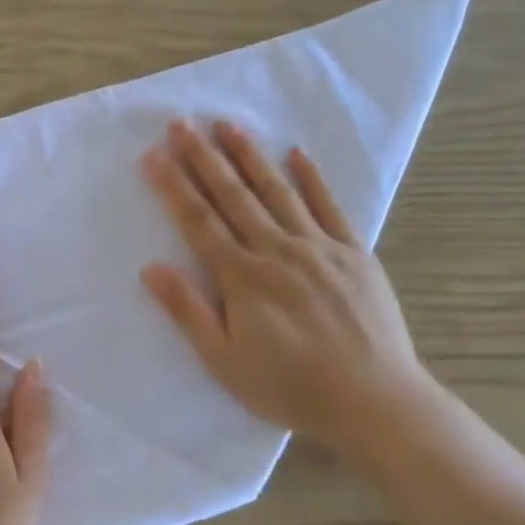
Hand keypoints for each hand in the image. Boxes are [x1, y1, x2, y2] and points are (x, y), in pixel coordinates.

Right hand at [139, 120, 438, 466]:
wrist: (373, 401)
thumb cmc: (289, 387)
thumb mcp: (224, 360)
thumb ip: (188, 311)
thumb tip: (151, 268)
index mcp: (242, 277)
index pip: (198, 221)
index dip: (174, 186)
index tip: (154, 154)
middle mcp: (277, 250)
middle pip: (233, 196)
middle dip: (204, 157)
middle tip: (182, 123)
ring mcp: (319, 247)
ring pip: (277, 191)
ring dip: (250, 156)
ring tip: (228, 124)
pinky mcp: (355, 254)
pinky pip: (330, 207)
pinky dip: (312, 178)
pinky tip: (297, 154)